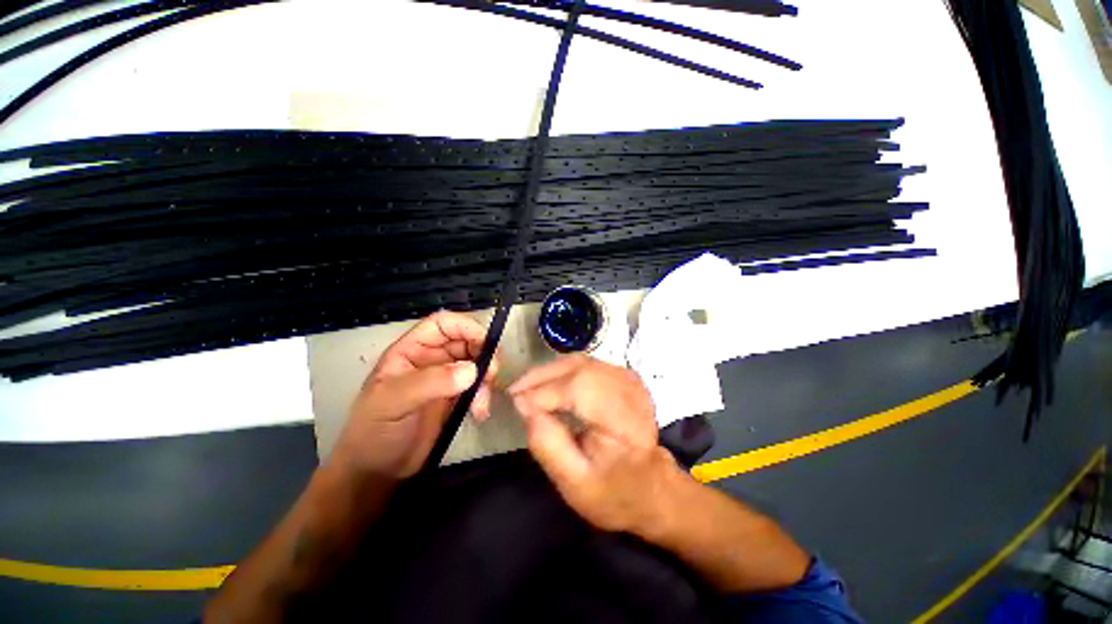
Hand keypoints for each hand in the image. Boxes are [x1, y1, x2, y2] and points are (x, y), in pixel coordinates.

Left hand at [333, 311, 497, 479]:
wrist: (377, 472)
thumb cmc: (374, 432)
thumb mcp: (393, 403)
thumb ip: (430, 382)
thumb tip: (472, 370)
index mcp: (411, 350)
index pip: (442, 324)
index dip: (465, 326)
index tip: (486, 343)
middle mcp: (430, 359)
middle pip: (466, 341)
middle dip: (483, 354)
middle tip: (492, 375)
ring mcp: (444, 378)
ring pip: (475, 363)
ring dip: (486, 379)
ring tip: (482, 403)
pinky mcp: (455, 397)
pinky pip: (477, 385)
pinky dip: (484, 394)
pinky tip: (480, 412)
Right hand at [509, 355, 679, 534]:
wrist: (652, 489)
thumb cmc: (613, 493)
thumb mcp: (574, 483)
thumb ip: (547, 444)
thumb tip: (524, 405)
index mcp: (625, 422)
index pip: (578, 390)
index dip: (543, 393)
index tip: (516, 404)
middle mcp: (631, 391)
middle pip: (579, 368)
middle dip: (542, 377)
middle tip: (516, 391)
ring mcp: (630, 380)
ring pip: (581, 362)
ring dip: (551, 372)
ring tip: (528, 388)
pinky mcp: (625, 377)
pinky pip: (587, 364)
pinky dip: (564, 371)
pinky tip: (550, 384)